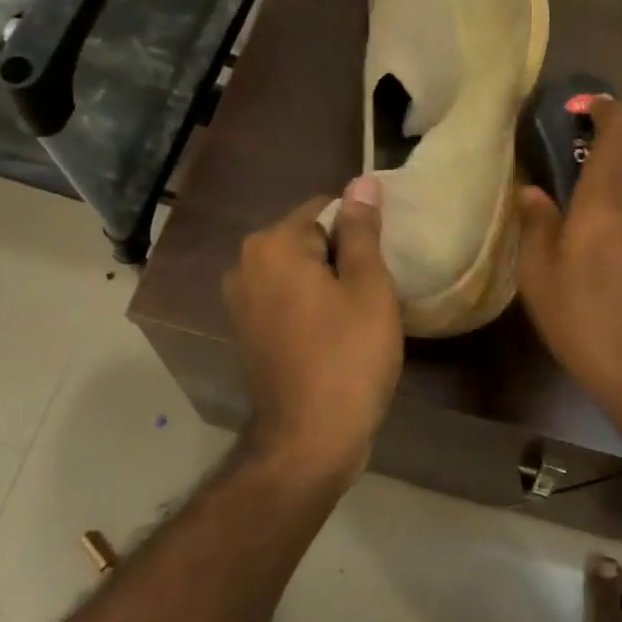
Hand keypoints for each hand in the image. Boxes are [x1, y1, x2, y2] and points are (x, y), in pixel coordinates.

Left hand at [222, 177, 403, 483]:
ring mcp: (239, 301)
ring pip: (297, 271)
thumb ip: (362, 230)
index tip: (382, 262)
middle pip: (307, 239)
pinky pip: (285, 299)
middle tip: (375, 291)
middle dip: (341, 256)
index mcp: (272, 244)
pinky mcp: (245, 332)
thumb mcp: (368, 286)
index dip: (360, 230)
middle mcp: (245, 264)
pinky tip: (335, 334)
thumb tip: (363, 181)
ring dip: (327, 283)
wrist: (309, 439)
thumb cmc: (348, 356)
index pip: (325, 208)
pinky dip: (309, 306)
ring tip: (359, 314)